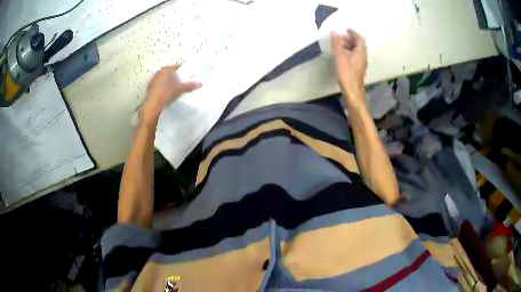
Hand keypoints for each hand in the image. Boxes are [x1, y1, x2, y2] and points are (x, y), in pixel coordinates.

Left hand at [142, 66, 200, 121]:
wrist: (153, 105)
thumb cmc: (167, 93)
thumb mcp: (181, 89)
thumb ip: (190, 85)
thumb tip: (201, 83)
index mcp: (166, 69)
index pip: (177, 67)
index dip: (183, 71)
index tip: (187, 76)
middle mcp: (159, 72)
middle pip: (170, 73)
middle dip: (176, 77)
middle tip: (182, 83)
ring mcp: (153, 80)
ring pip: (164, 79)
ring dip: (169, 82)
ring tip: (175, 89)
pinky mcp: (150, 87)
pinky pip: (159, 85)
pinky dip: (163, 87)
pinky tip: (166, 94)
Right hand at [331, 29, 366, 105]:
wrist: (353, 90)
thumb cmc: (347, 73)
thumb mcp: (340, 56)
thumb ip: (337, 43)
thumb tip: (334, 31)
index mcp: (360, 51)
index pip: (360, 38)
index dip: (353, 32)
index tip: (346, 29)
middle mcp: (363, 56)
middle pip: (358, 44)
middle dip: (349, 39)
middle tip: (340, 38)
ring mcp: (362, 63)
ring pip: (357, 50)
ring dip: (349, 46)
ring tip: (339, 46)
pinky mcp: (359, 68)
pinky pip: (355, 56)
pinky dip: (349, 52)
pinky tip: (342, 55)